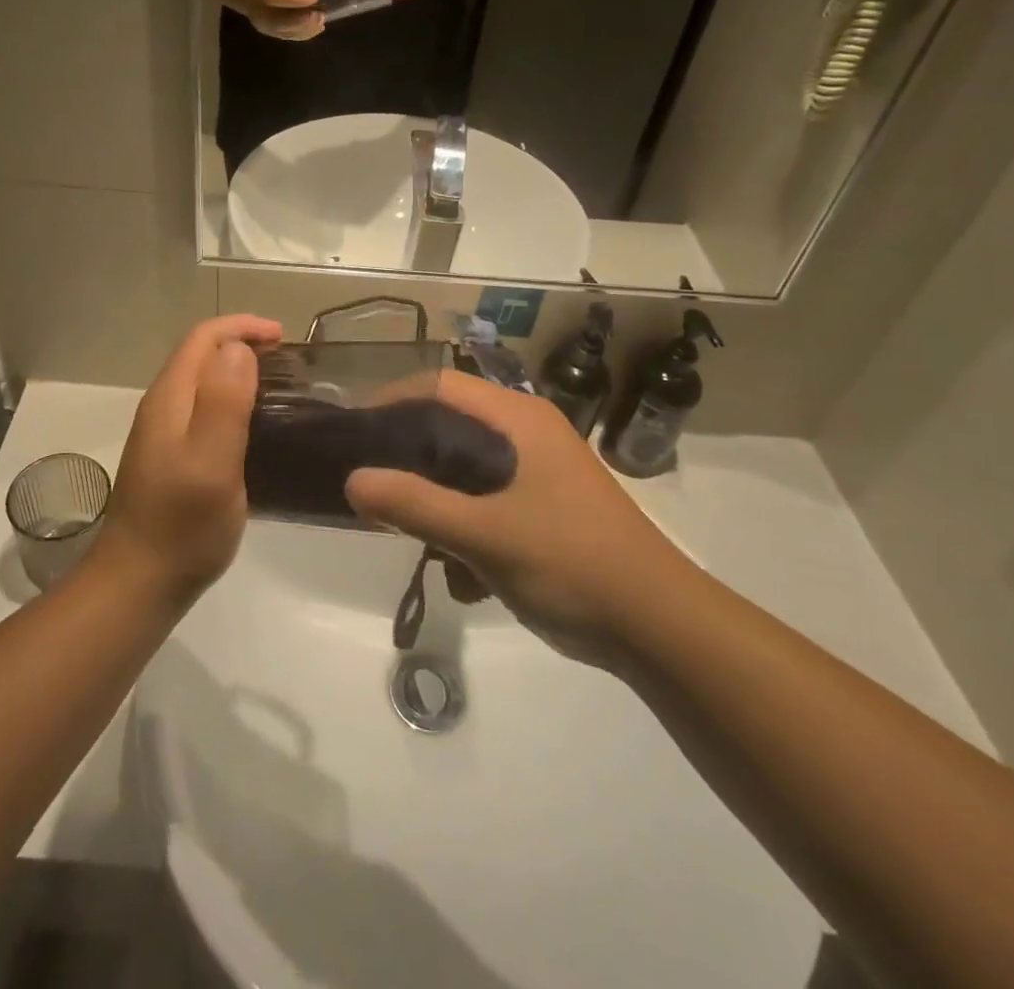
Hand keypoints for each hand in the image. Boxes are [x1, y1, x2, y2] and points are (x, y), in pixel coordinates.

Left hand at [94, 314, 281, 605]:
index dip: (242, 327)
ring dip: (238, 372)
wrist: (140, 581)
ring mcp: (164, 433)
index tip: (283, 337)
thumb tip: (238, 348)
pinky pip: (204, 409)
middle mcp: (163, 407)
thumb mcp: (210, 463)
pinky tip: (255, 425)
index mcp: (170, 398)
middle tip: (289, 362)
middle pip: (201, 355)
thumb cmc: (182, 525)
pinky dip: (232, 400)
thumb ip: (222, 403)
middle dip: (243, 345)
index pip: (203, 338)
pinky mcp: (172, 456)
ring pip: (203, 382)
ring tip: (280, 387)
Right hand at [344, 371, 691, 648]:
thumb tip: (352, 481)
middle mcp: (528, 432)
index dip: (392, 400)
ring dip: (435, 496)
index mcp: (519, 419)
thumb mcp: (486, 536)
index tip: (356, 434)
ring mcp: (538, 469)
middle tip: (371, 482)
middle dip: (408, 454)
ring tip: (409, 532)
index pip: (440, 384)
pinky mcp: (544, 504)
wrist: (662, 629)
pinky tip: (458, 570)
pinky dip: (463, 522)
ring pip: (465, 464)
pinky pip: (485, 496)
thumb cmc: (573, 565)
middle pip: (449, 422)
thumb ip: (416, 505)